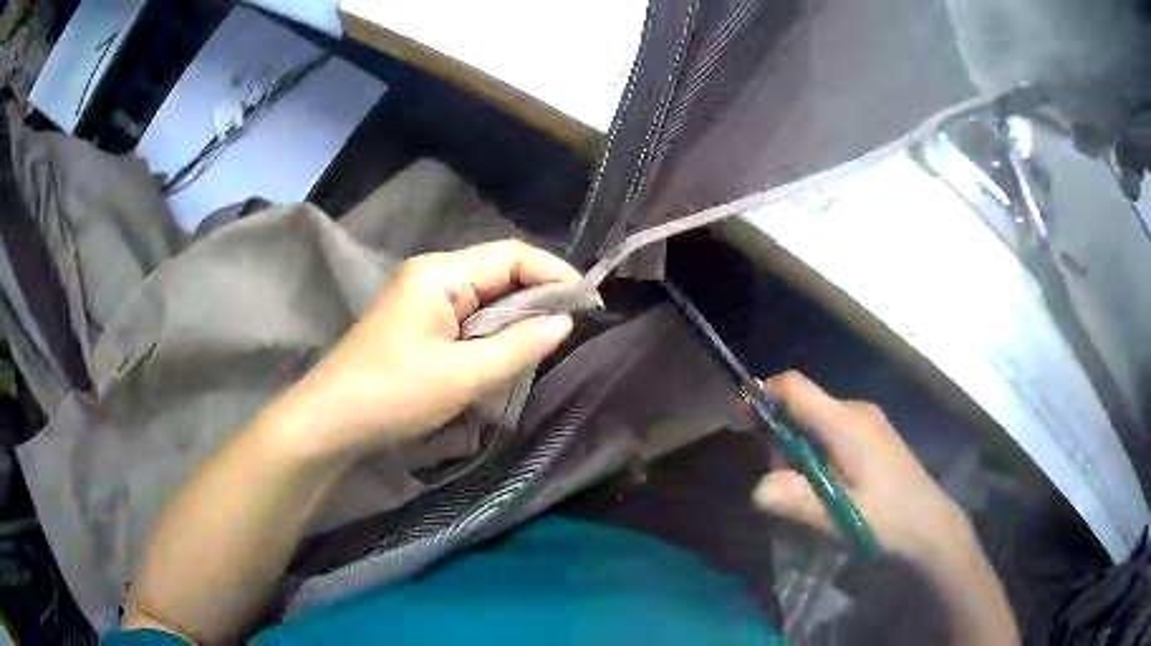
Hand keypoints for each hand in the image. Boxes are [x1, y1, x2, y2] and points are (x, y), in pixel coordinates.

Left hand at [268, 240, 579, 462]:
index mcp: (440, 273)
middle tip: (576, 324)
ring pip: (484, 295)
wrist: (331, 421)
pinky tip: (510, 348)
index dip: (554, 274)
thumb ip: (519, 345)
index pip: (510, 255)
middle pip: (498, 271)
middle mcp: (432, 274)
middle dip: (539, 294)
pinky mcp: (419, 323)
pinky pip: (467, 316)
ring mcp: (422, 298)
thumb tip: (565, 322)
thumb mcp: (463, 375)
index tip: (589, 303)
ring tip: (550, 338)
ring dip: (517, 314)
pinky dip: (494, 329)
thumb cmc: (394, 393)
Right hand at [752, 371, 968, 565]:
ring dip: (799, 453)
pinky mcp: (871, 434)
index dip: (762, 394)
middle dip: (780, 440)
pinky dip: (816, 454)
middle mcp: (855, 411)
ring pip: (814, 422)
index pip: (794, 387)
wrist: (929, 525)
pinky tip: (826, 487)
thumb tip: (756, 487)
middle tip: (783, 484)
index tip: (739, 421)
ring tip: (810, 494)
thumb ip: (794, 498)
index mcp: (846, 423)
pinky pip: (830, 432)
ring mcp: (866, 421)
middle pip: (801, 407)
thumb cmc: (886, 518)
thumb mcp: (836, 515)